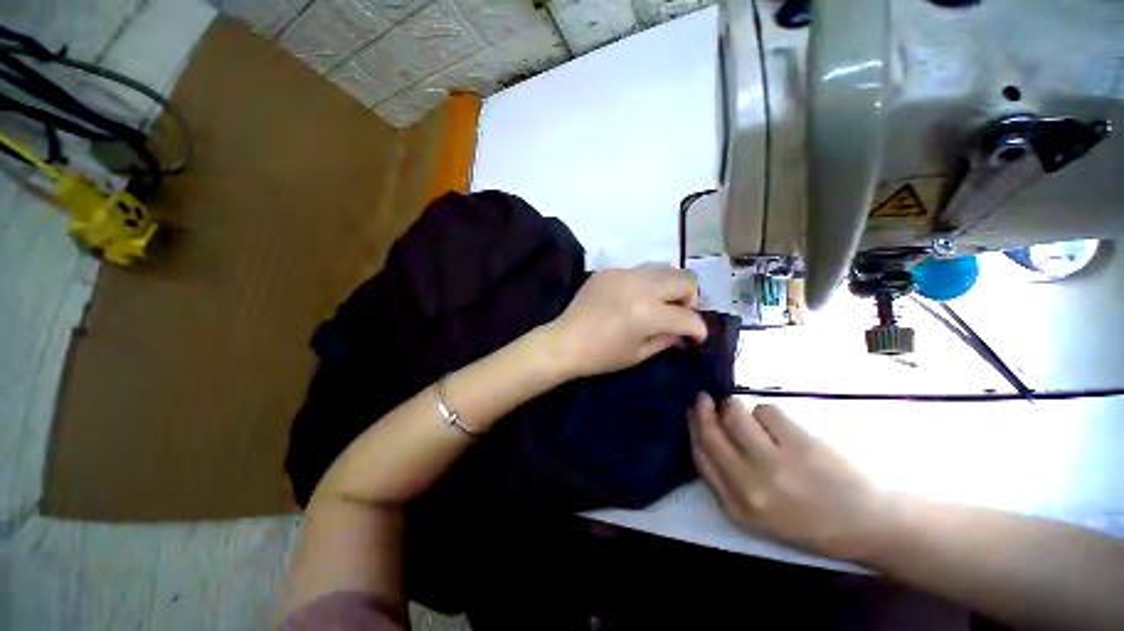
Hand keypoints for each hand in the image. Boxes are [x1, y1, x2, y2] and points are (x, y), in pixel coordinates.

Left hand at [545, 265, 706, 378]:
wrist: (565, 341)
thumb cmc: (601, 356)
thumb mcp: (639, 354)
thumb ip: (668, 339)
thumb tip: (685, 331)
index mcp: (649, 313)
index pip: (689, 317)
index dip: (699, 330)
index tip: (696, 337)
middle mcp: (641, 286)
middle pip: (685, 279)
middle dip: (691, 298)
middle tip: (681, 313)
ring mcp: (623, 273)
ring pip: (664, 268)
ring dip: (671, 285)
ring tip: (662, 302)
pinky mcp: (609, 270)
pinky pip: (639, 270)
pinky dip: (646, 282)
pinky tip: (635, 297)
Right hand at [689, 396, 887, 559]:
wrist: (868, 524)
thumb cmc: (810, 518)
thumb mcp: (757, 513)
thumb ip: (727, 478)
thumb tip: (702, 428)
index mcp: (738, 507)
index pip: (700, 455)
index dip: (693, 427)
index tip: (693, 411)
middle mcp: (750, 487)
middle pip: (711, 432)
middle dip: (704, 409)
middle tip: (705, 397)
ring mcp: (776, 465)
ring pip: (736, 413)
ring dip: (740, 409)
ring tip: (757, 420)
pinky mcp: (800, 445)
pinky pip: (767, 409)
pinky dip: (770, 413)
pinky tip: (785, 428)